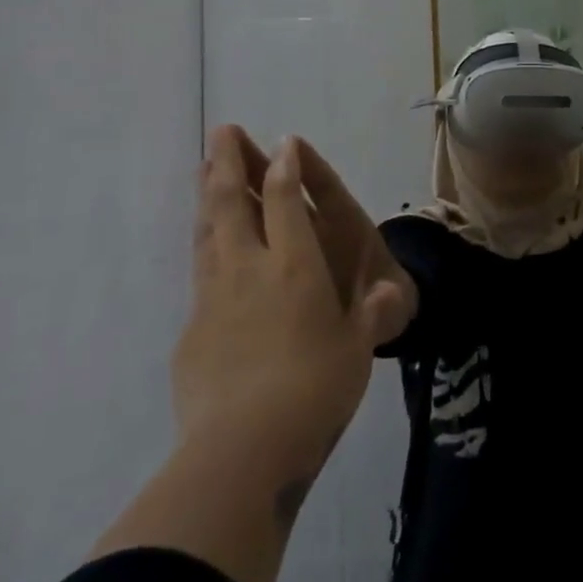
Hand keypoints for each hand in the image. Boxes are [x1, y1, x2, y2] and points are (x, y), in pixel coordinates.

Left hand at [178, 125, 406, 474]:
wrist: (243, 450)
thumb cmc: (318, 388)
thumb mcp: (358, 348)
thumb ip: (371, 314)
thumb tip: (390, 291)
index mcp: (296, 267)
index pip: (286, 202)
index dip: (285, 168)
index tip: (284, 142)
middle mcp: (250, 270)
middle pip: (232, 204)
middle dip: (227, 164)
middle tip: (222, 131)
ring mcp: (213, 298)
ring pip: (207, 233)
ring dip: (206, 198)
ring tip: (202, 170)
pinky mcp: (191, 331)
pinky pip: (200, 274)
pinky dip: (205, 249)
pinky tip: (208, 252)